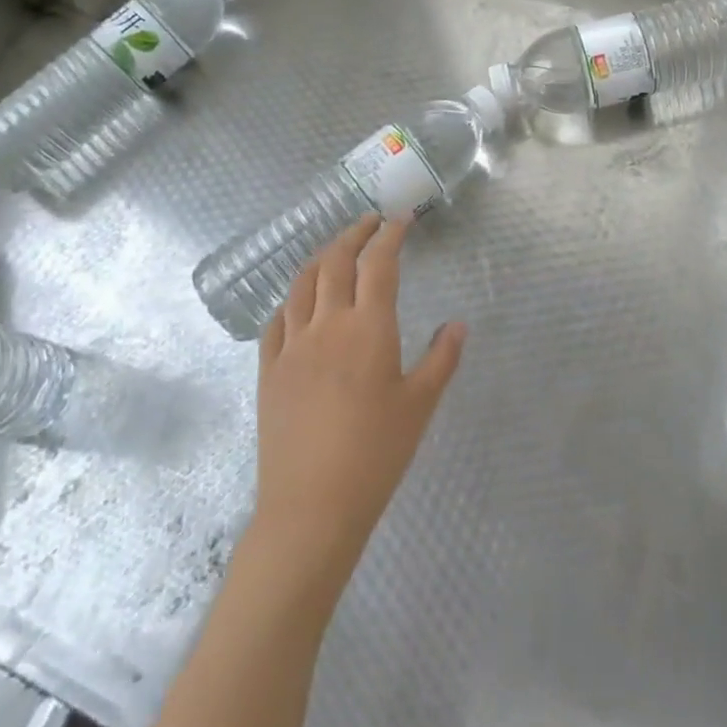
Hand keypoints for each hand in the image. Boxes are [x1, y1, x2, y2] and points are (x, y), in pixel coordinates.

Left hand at [250, 216, 465, 591]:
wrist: (311, 507)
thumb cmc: (376, 454)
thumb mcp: (420, 405)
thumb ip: (442, 358)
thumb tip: (458, 324)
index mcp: (368, 328)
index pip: (378, 264)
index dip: (389, 235)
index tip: (400, 219)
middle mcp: (326, 325)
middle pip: (335, 262)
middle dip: (354, 234)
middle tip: (370, 223)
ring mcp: (291, 346)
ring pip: (301, 284)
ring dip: (320, 257)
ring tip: (335, 250)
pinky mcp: (268, 370)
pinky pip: (276, 320)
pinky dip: (291, 298)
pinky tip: (299, 301)